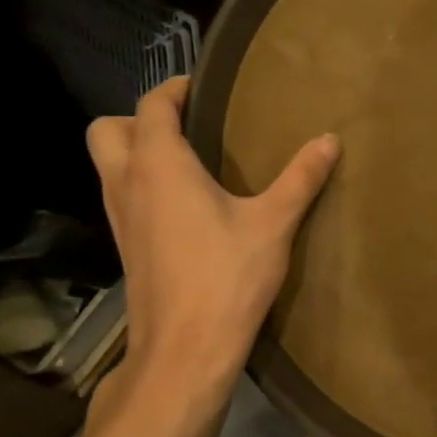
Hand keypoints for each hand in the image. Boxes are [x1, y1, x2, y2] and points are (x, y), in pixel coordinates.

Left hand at [85, 78, 338, 426]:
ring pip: (108, 166)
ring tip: (190, 161)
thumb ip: (301, 177)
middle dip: (138, 119)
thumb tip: (330, 140)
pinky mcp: (126, 247)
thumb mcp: (274, 222)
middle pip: (107, 131)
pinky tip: (186, 205)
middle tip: (185, 126)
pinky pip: (122, 196)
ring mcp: (120, 219)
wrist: (186, 349)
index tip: (204, 88)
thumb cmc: (227, 276)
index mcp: (159, 166)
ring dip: (136, 152)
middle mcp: (127, 184)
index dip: (174, 90)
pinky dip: (142, 185)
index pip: (151, 107)